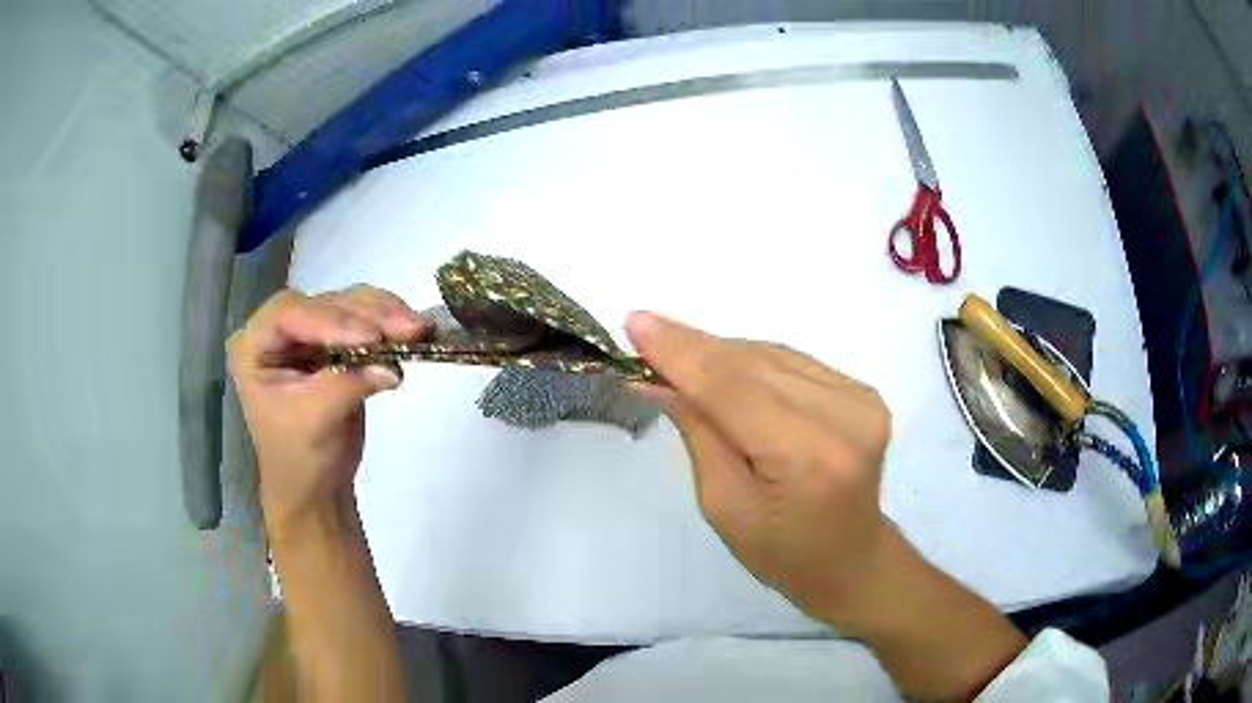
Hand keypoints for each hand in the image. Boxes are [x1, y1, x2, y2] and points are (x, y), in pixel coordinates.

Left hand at [227, 286, 429, 540]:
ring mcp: (309, 333)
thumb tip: (390, 365)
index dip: (330, 320)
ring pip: (350, 305)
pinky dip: (390, 326)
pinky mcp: (336, 341)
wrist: (316, 487)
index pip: (290, 315)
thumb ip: (346, 385)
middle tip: (408, 329)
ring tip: (419, 330)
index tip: (370, 337)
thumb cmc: (301, 458)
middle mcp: (279, 330)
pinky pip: (365, 321)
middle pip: (325, 304)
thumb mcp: (315, 421)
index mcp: (253, 346)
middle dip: (368, 314)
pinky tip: (416, 333)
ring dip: (387, 315)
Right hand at [626, 312, 893, 633]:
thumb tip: (656, 377)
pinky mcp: (864, 393)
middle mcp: (845, 417)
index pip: (734, 388)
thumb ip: (697, 432)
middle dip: (693, 348)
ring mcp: (861, 400)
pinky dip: (754, 361)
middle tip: (643, 332)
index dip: (681, 352)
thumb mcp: (723, 504)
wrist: (850, 559)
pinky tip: (726, 370)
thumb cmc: (779, 552)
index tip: (635, 322)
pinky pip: (794, 362)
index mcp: (808, 457)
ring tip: (679, 357)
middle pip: (754, 364)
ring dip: (722, 353)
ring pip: (773, 355)